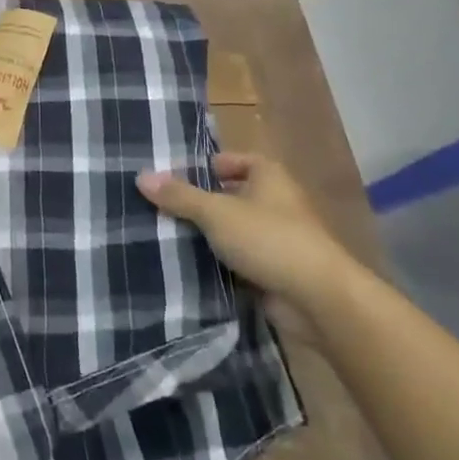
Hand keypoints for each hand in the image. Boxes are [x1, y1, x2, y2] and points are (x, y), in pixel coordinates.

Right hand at [137, 153, 366, 334]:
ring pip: (232, 230)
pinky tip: (186, 265)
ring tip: (163, 235)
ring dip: (206, 235)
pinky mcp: (272, 271)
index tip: (174, 177)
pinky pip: (237, 260)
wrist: (317, 299)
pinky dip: (217, 262)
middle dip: (199, 203)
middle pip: (230, 195)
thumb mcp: (216, 212)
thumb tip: (141, 176)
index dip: (208, 166)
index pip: (235, 160)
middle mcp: (276, 203)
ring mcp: (276, 239)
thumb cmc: (269, 239)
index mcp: (269, 177)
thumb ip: (179, 195)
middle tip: (159, 207)